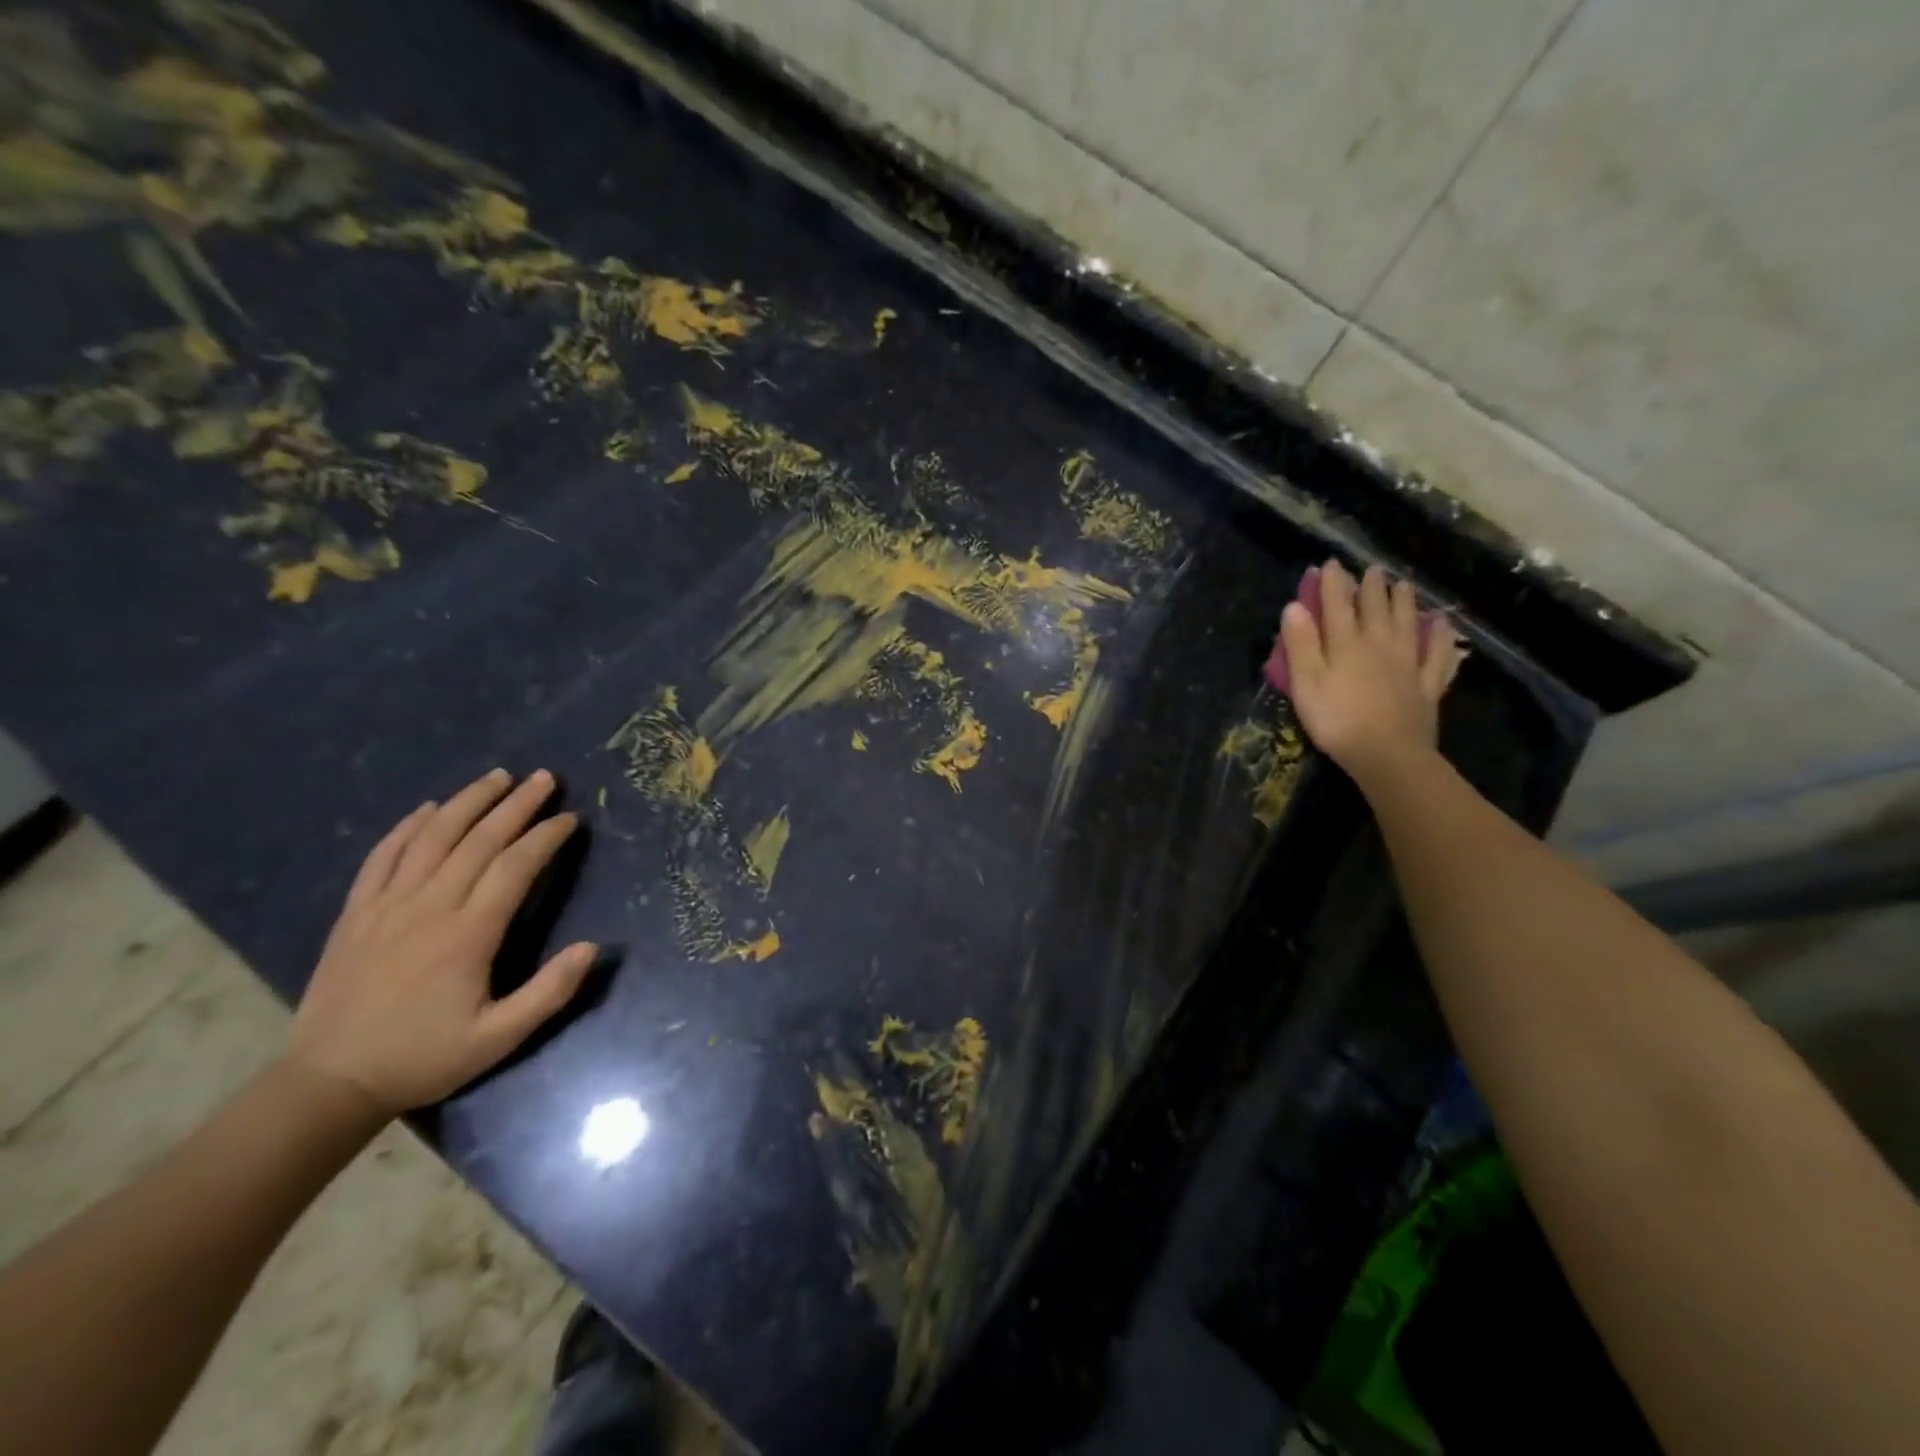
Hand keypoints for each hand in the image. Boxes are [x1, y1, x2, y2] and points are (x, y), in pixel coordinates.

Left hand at [286, 769, 595, 1116]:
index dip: (546, 837)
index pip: (515, 867)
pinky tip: (427, 809)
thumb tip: (593, 947)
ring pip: (432, 838)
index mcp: (468, 934)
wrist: (329, 1083)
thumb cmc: (424, 1058)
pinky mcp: (355, 914)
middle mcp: (428, 907)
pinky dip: (406, 828)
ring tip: (496, 777)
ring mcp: (386, 907)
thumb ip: (549, 992)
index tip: (570, 818)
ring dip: (467, 802)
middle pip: (478, 840)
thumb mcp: (499, 1038)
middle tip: (544, 778)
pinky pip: (381, 858)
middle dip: (516, 805)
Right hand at [1280, 560, 1465, 781]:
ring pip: (1407, 624)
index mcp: (1346, 644)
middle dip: (1372, 587)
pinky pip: (1438, 655)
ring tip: (1404, 584)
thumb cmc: (1337, 720)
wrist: (1388, 754)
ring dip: (1405, 601)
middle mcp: (1379, 645)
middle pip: (1376, 608)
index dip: (1333, 583)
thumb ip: (1301, 644)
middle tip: (1372, 570)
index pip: (1338, 605)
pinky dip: (1441, 637)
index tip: (1331, 564)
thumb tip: (1295, 605)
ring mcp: (1408, 664)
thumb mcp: (1306, 684)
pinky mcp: (1426, 685)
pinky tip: (1443, 625)